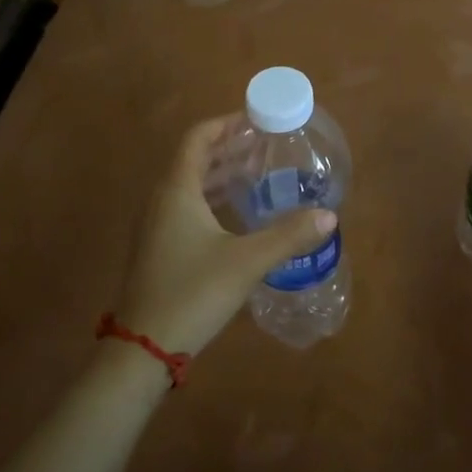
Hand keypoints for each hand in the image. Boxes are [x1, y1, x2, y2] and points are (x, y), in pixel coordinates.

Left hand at [113, 116, 336, 359]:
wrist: (142, 349)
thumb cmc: (192, 293)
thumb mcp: (246, 261)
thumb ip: (288, 235)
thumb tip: (329, 216)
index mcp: (177, 190)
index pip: (198, 138)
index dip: (226, 124)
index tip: (257, 121)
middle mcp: (162, 200)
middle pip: (195, 159)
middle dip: (230, 149)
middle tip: (267, 147)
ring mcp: (157, 226)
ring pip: (191, 185)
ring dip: (222, 175)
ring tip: (259, 174)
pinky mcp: (159, 248)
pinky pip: (187, 207)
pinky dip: (213, 199)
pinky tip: (239, 215)